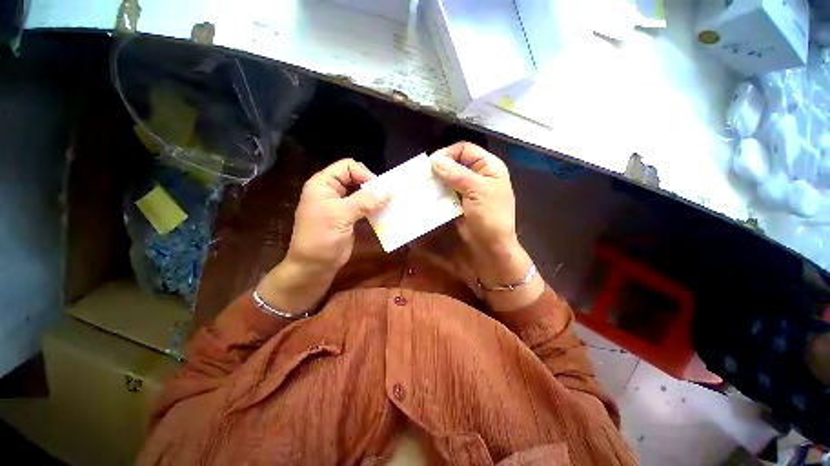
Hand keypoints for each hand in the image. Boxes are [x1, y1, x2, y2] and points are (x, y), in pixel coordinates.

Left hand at [256, 159, 389, 312]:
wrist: (314, 266)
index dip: (364, 174)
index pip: (347, 167)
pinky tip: (384, 212)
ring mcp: (341, 205)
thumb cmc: (320, 238)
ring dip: (375, 197)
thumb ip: (364, 202)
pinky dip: (374, 208)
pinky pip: (364, 207)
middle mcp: (332, 191)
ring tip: (389, 204)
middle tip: (387, 196)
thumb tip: (387, 192)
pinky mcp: (349, 217)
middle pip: (356, 178)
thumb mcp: (340, 216)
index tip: (379, 189)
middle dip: (372, 186)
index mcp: (323, 184)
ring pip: (362, 193)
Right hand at [430, 142, 516, 251]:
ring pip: (449, 178)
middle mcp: (478, 175)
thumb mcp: (477, 191)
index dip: (448, 153)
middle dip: (440, 168)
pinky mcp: (460, 202)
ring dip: (437, 181)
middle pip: (455, 163)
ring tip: (424, 185)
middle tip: (424, 176)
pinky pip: (446, 192)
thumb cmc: (490, 217)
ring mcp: (468, 190)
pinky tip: (429, 195)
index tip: (431, 164)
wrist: (491, 246)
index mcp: (489, 166)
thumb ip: (457, 174)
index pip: (465, 149)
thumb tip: (435, 160)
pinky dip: (438, 193)